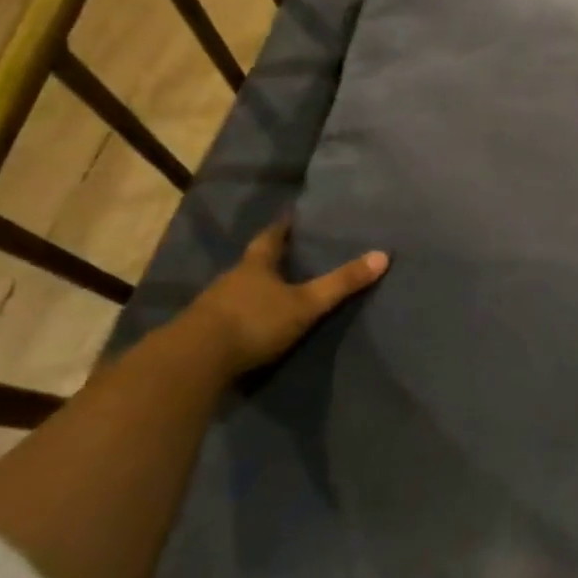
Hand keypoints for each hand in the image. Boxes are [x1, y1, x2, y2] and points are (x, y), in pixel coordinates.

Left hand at [185, 218, 388, 379]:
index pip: (271, 237)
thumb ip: (341, 283)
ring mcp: (212, 305)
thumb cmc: (254, 321)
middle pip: (252, 263)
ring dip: (253, 290)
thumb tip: (383, 255)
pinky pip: (226, 316)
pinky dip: (240, 316)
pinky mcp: (201, 332)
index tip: (290, 217)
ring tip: (272, 292)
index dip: (282, 227)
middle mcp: (231, 279)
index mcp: (256, 265)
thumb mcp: (305, 304)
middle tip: (287, 255)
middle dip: (268, 259)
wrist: (195, 360)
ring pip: (237, 290)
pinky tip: (249, 325)